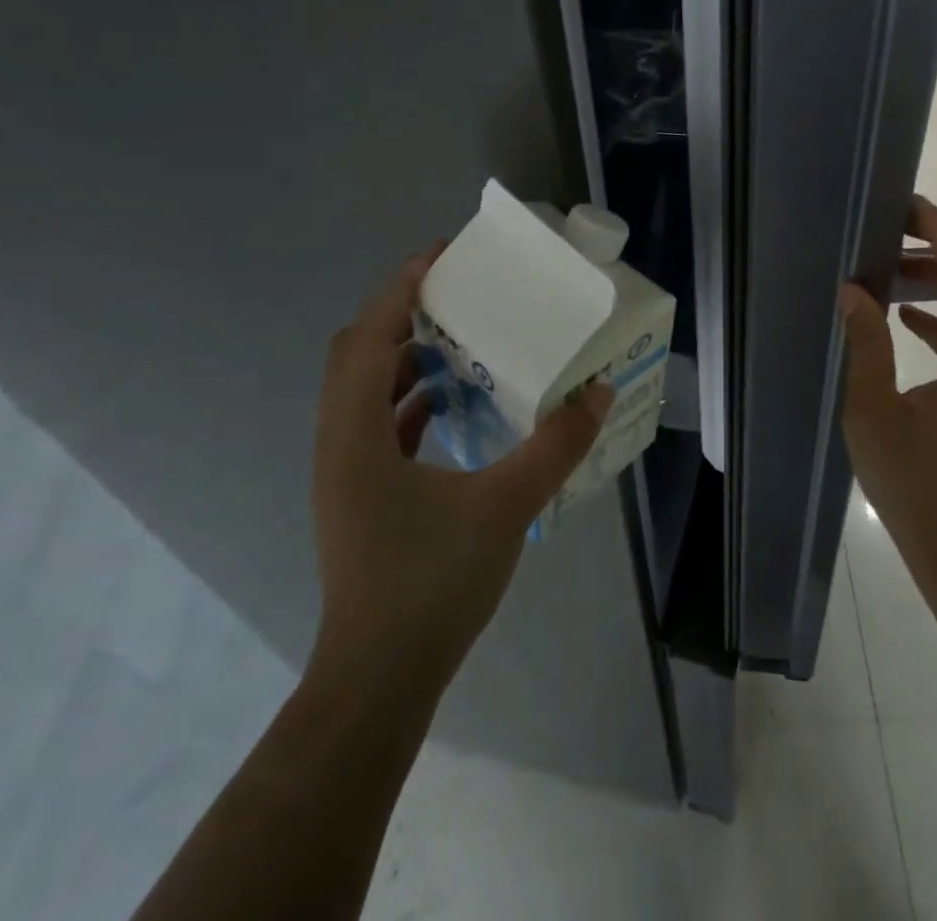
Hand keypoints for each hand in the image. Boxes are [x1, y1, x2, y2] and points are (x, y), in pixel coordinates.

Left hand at [308, 244, 613, 691]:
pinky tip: (455, 405)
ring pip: (364, 390)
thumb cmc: (430, 584)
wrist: (378, 681)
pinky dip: (410, 399)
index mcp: (357, 433)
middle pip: (356, 354)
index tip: (442, 255)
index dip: (401, 287)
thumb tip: (598, 393)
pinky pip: (378, 424)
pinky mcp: (360, 496)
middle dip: (401, 315)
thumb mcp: (505, 506)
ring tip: (461, 342)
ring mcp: (345, 472)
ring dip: (405, 357)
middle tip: (456, 296)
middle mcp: (339, 442)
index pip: (369, 335)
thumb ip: (555, 446)